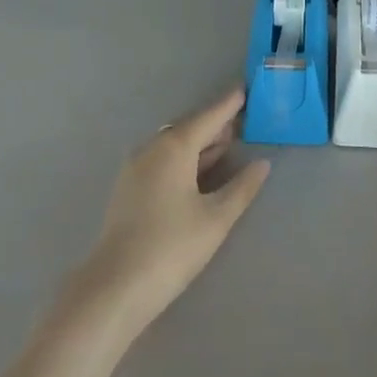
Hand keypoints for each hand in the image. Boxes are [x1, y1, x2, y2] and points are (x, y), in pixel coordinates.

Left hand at [76, 88, 270, 331]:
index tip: (246, 88)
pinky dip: (185, 158)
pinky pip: (163, 159)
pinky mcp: (130, 188)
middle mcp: (152, 148)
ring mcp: (136, 168)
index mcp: (174, 146)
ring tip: (227, 142)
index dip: (229, 104)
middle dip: (216, 123)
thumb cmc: (171, 247)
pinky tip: (199, 170)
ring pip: (175, 144)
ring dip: (200, 142)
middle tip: (243, 119)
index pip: (209, 116)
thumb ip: (242, 188)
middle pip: (189, 127)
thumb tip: (262, 164)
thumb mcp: (216, 218)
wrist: (115, 288)